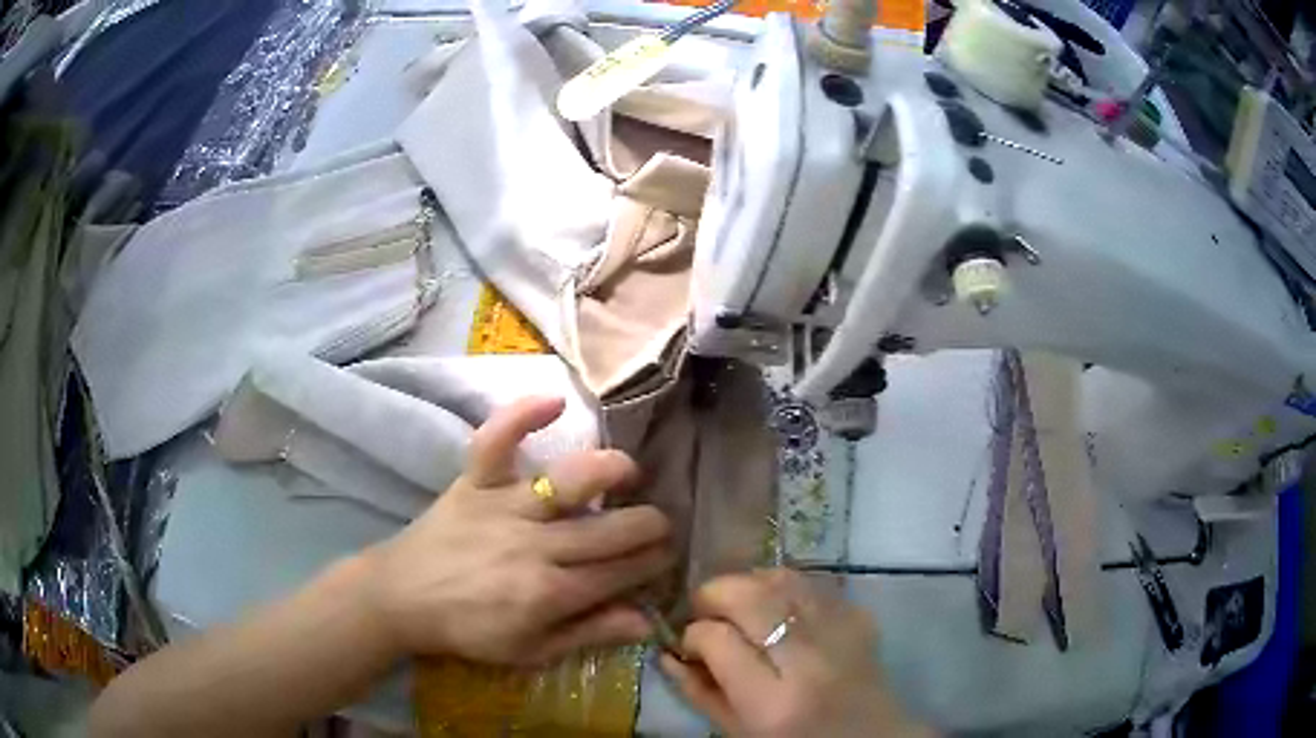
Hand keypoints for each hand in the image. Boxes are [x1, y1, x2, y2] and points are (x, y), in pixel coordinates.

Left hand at [363, 396, 674, 664]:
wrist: (402, 597)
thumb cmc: (469, 630)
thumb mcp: (532, 651)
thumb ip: (590, 634)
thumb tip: (647, 620)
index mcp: (550, 592)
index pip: (621, 572)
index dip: (653, 562)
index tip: (667, 555)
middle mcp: (535, 546)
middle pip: (609, 531)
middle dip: (650, 526)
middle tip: (660, 523)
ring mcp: (503, 507)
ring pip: (567, 483)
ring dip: (608, 472)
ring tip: (629, 473)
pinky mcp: (473, 482)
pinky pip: (496, 441)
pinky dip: (521, 416)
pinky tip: (554, 400)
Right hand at [662, 569, 932, 737]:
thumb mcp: (738, 733)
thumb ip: (698, 692)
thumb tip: (666, 651)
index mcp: (773, 703)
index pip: (718, 639)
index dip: (693, 633)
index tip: (689, 642)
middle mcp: (810, 661)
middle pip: (750, 596)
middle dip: (715, 593)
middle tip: (706, 610)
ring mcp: (842, 632)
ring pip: (782, 578)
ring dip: (749, 584)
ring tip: (739, 606)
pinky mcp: (861, 616)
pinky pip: (812, 583)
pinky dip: (784, 587)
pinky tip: (777, 610)